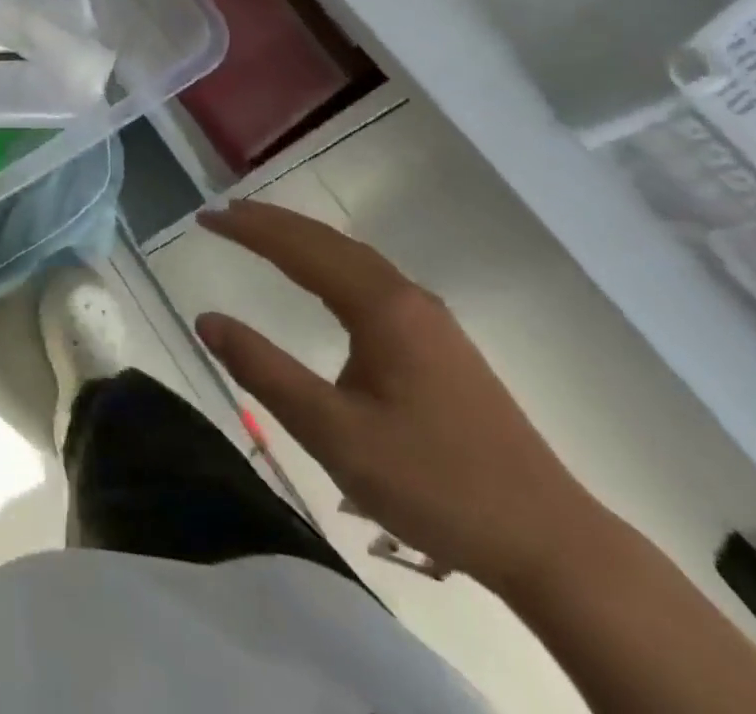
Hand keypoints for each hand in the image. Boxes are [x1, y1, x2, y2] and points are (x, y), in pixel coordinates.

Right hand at [194, 201, 600, 590]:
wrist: (550, 541)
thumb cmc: (435, 484)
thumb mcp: (334, 434)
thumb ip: (265, 372)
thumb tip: (207, 319)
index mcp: (382, 308)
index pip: (300, 249)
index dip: (249, 229)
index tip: (205, 217)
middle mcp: (407, 297)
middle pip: (329, 242)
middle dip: (273, 223)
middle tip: (224, 214)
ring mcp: (430, 318)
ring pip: (353, 258)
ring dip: (302, 239)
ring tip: (260, 233)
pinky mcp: (441, 343)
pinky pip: (371, 279)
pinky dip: (329, 262)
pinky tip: (322, 279)